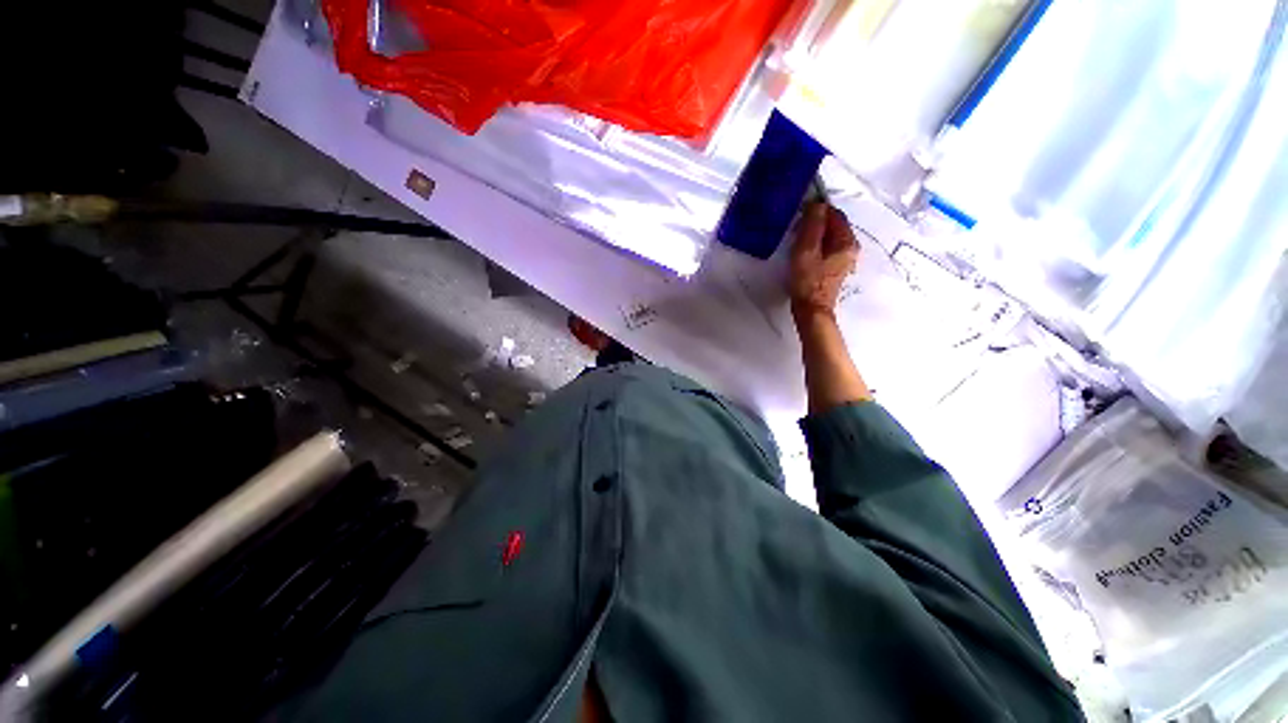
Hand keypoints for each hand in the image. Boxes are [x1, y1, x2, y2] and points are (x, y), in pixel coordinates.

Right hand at [788, 202, 859, 321]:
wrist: (811, 309)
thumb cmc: (807, 280)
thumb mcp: (806, 250)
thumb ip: (812, 225)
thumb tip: (817, 203)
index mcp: (846, 241)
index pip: (835, 214)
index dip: (818, 210)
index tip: (799, 215)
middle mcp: (850, 247)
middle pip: (833, 226)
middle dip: (815, 223)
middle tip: (795, 230)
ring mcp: (844, 259)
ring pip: (829, 238)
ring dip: (813, 235)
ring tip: (796, 242)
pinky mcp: (835, 268)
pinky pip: (826, 249)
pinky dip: (815, 246)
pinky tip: (803, 254)